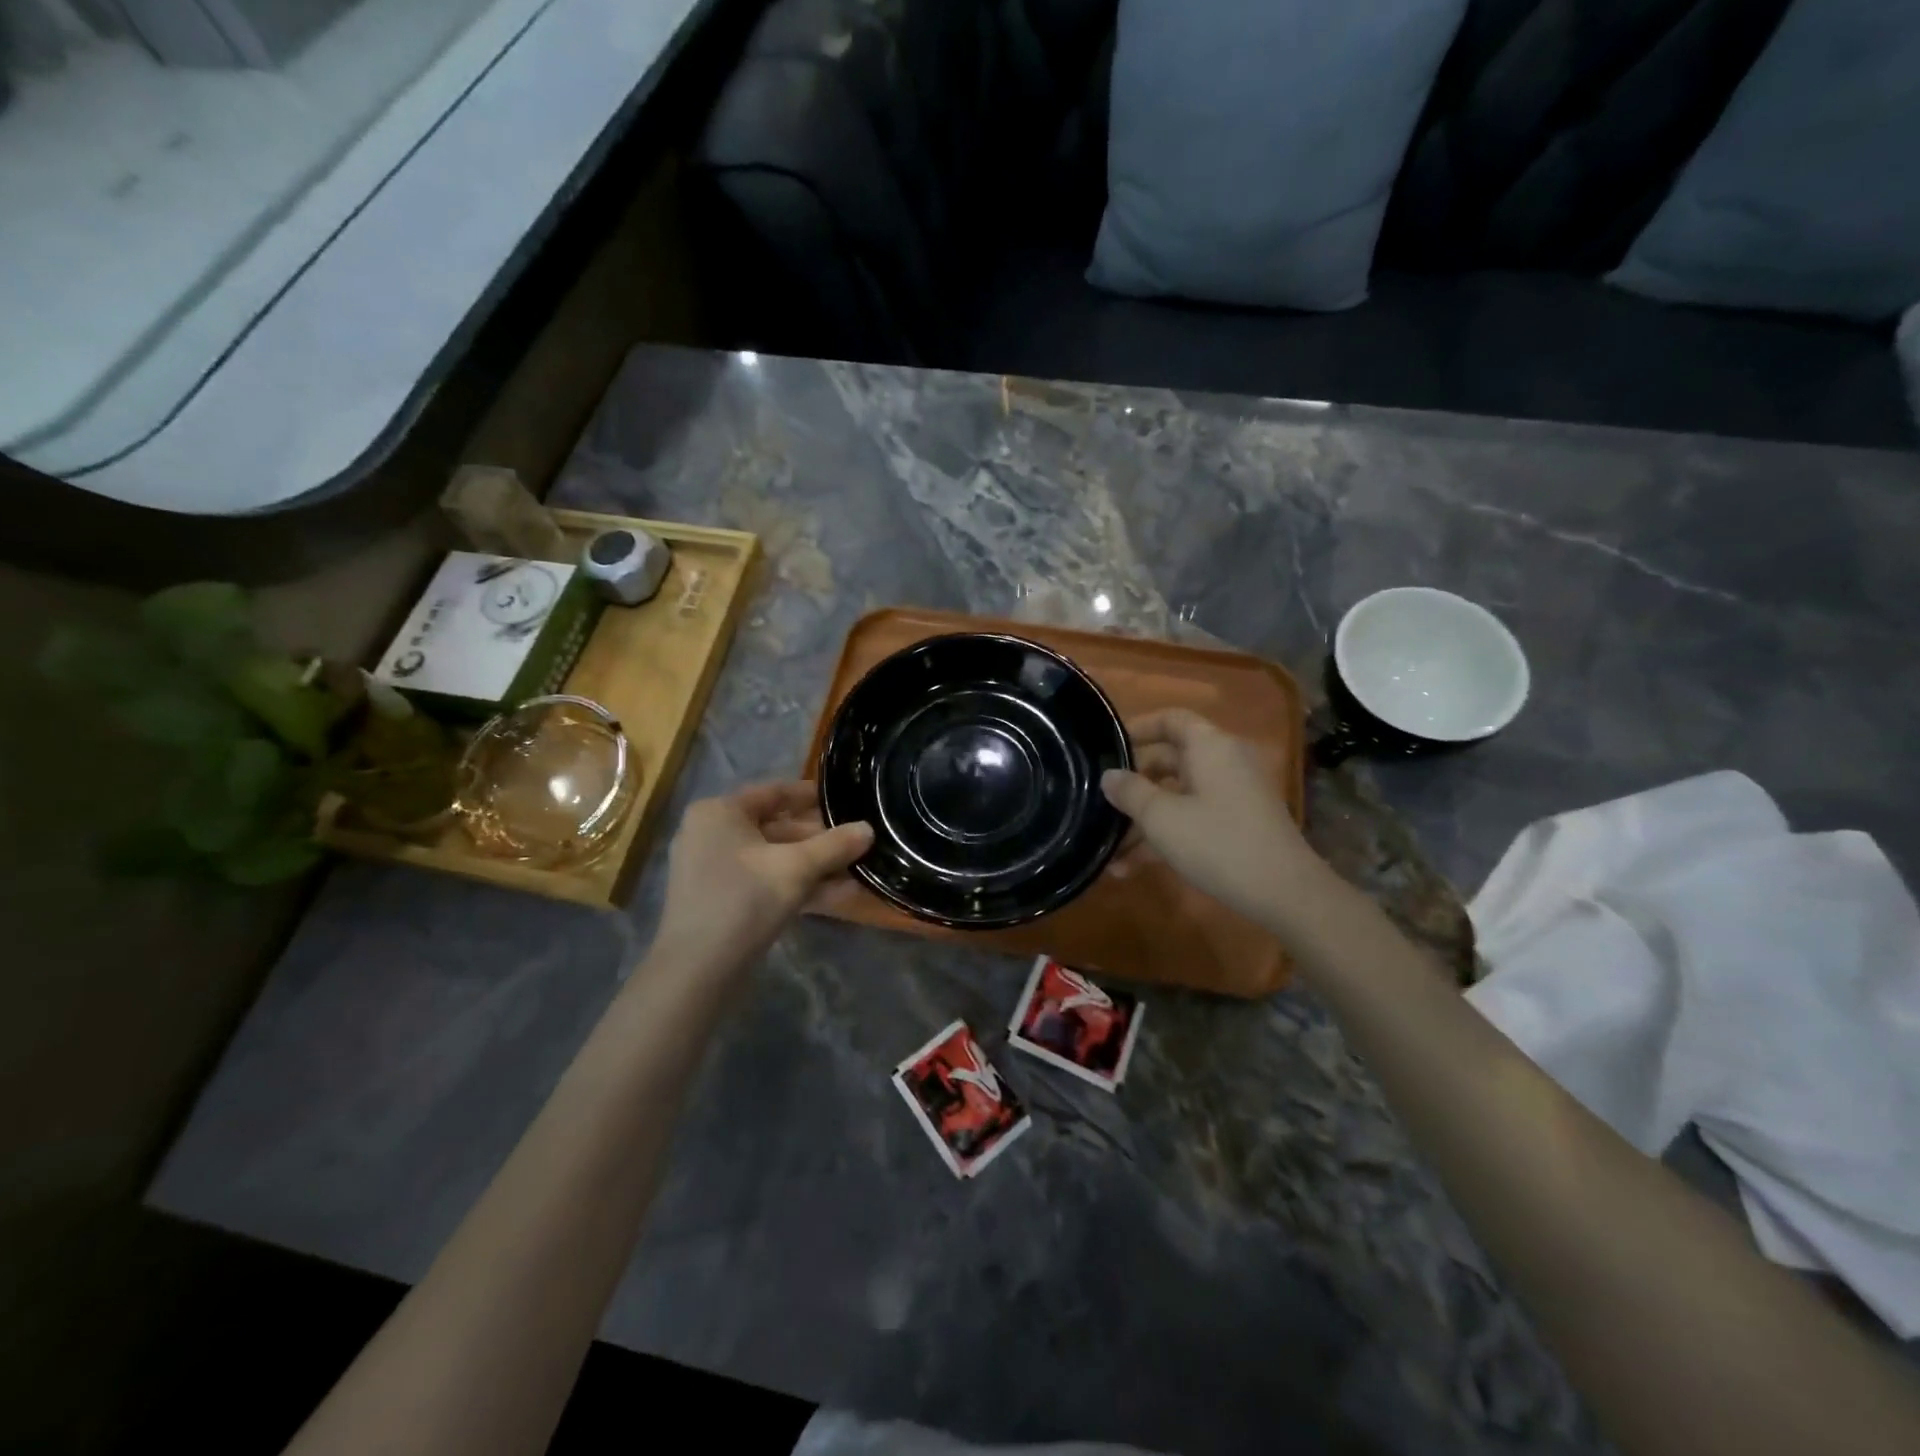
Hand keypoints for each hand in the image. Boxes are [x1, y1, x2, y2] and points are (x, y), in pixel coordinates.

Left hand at [651, 782, 872, 978]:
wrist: (697, 971)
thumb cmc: (744, 901)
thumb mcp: (796, 869)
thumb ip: (834, 845)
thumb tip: (869, 828)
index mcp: (720, 812)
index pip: (775, 792)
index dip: (812, 795)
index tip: (847, 799)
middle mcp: (713, 833)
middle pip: (777, 826)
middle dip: (820, 838)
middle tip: (858, 841)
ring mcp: (715, 869)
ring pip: (774, 857)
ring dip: (814, 864)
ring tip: (858, 869)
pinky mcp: (723, 899)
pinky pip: (766, 881)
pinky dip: (797, 885)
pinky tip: (839, 895)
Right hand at [1101, 709, 1318, 928]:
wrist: (1285, 893)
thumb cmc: (1217, 842)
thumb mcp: (1162, 817)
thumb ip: (1130, 792)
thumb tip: (1109, 775)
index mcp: (1210, 746)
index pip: (1171, 719)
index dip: (1138, 728)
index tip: (1107, 748)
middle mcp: (1224, 762)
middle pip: (1170, 760)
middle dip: (1133, 784)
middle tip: (1100, 803)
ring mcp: (1233, 796)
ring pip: (1177, 796)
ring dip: (1143, 821)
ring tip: (1108, 850)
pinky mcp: (1237, 825)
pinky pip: (1192, 819)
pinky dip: (1165, 836)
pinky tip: (1130, 869)